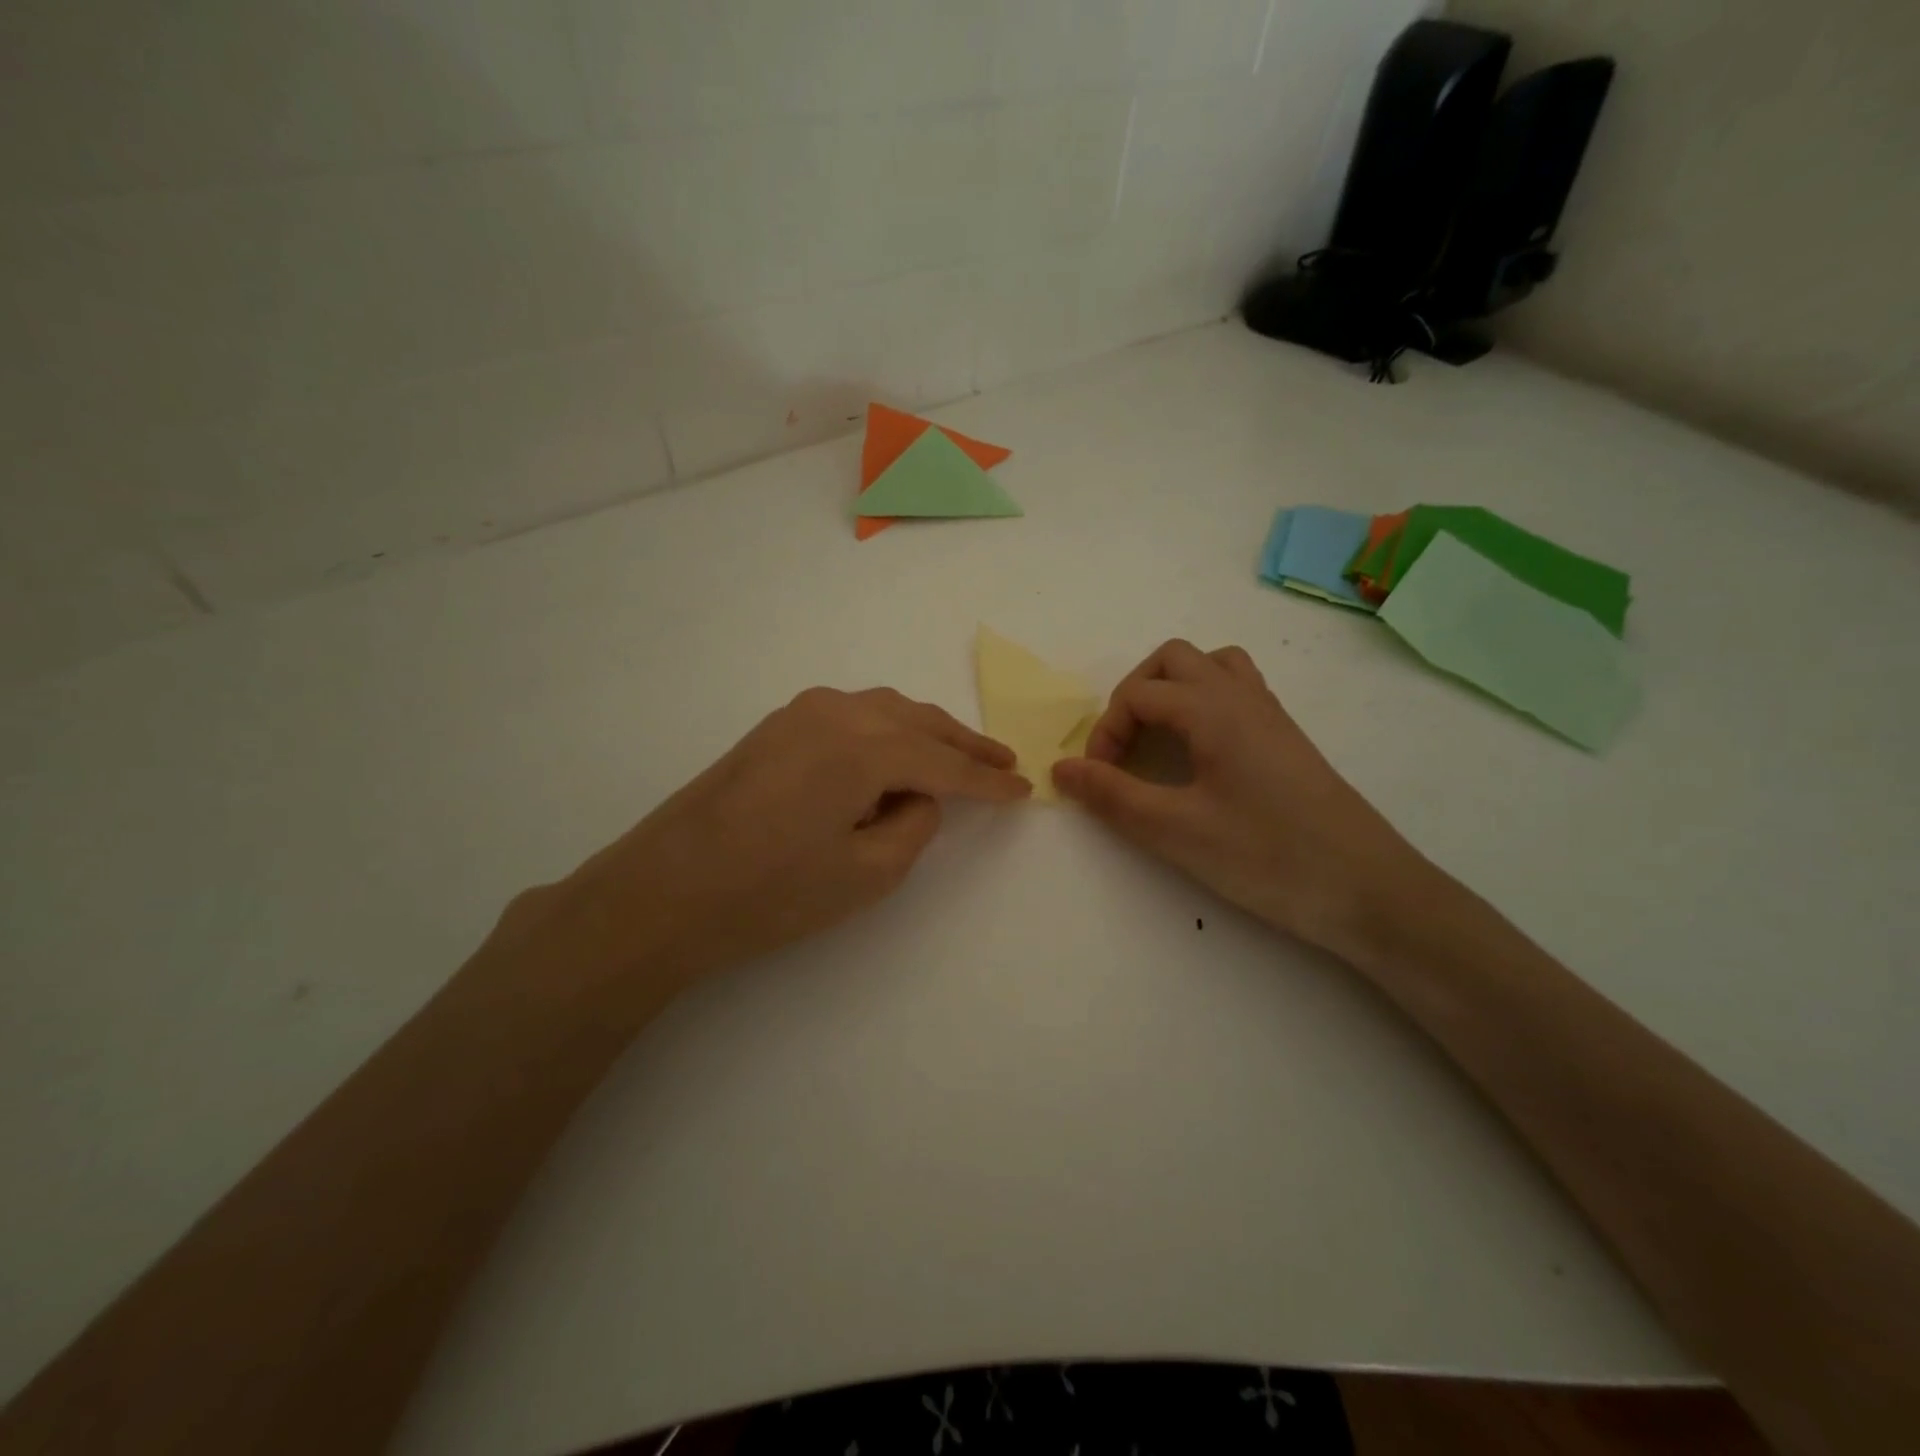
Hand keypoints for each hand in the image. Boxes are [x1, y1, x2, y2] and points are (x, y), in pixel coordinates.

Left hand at [507, 688, 1029, 999]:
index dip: (988, 782)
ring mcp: (802, 712)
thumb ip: (913, 825)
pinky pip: (853, 715)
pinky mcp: (778, 725)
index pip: (945, 765)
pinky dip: (888, 729)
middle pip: (920, 723)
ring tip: (961, 753)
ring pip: (886, 711)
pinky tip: (897, 749)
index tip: (1023, 789)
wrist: (665, 890)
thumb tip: (919, 796)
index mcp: (865, 747)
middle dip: (965, 745)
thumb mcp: (866, 874)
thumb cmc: (770, 894)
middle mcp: (838, 712)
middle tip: (1004, 762)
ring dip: (927, 731)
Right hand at [1052, 640, 1427, 953]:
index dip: (1105, 733)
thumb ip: (1112, 795)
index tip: (1099, 781)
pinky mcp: (1287, 739)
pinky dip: (1204, 703)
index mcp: (1213, 709)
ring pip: (1212, 667)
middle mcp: (1243, 696)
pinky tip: (1199, 755)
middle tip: (1122, 749)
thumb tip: (1059, 769)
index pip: (1138, 695)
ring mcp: (1270, 715)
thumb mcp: (1176, 831)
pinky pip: (1237, 691)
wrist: (1369, 890)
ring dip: (1172, 690)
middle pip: (1174, 660)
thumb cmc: (1267, 856)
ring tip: (1157, 740)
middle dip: (1134, 695)